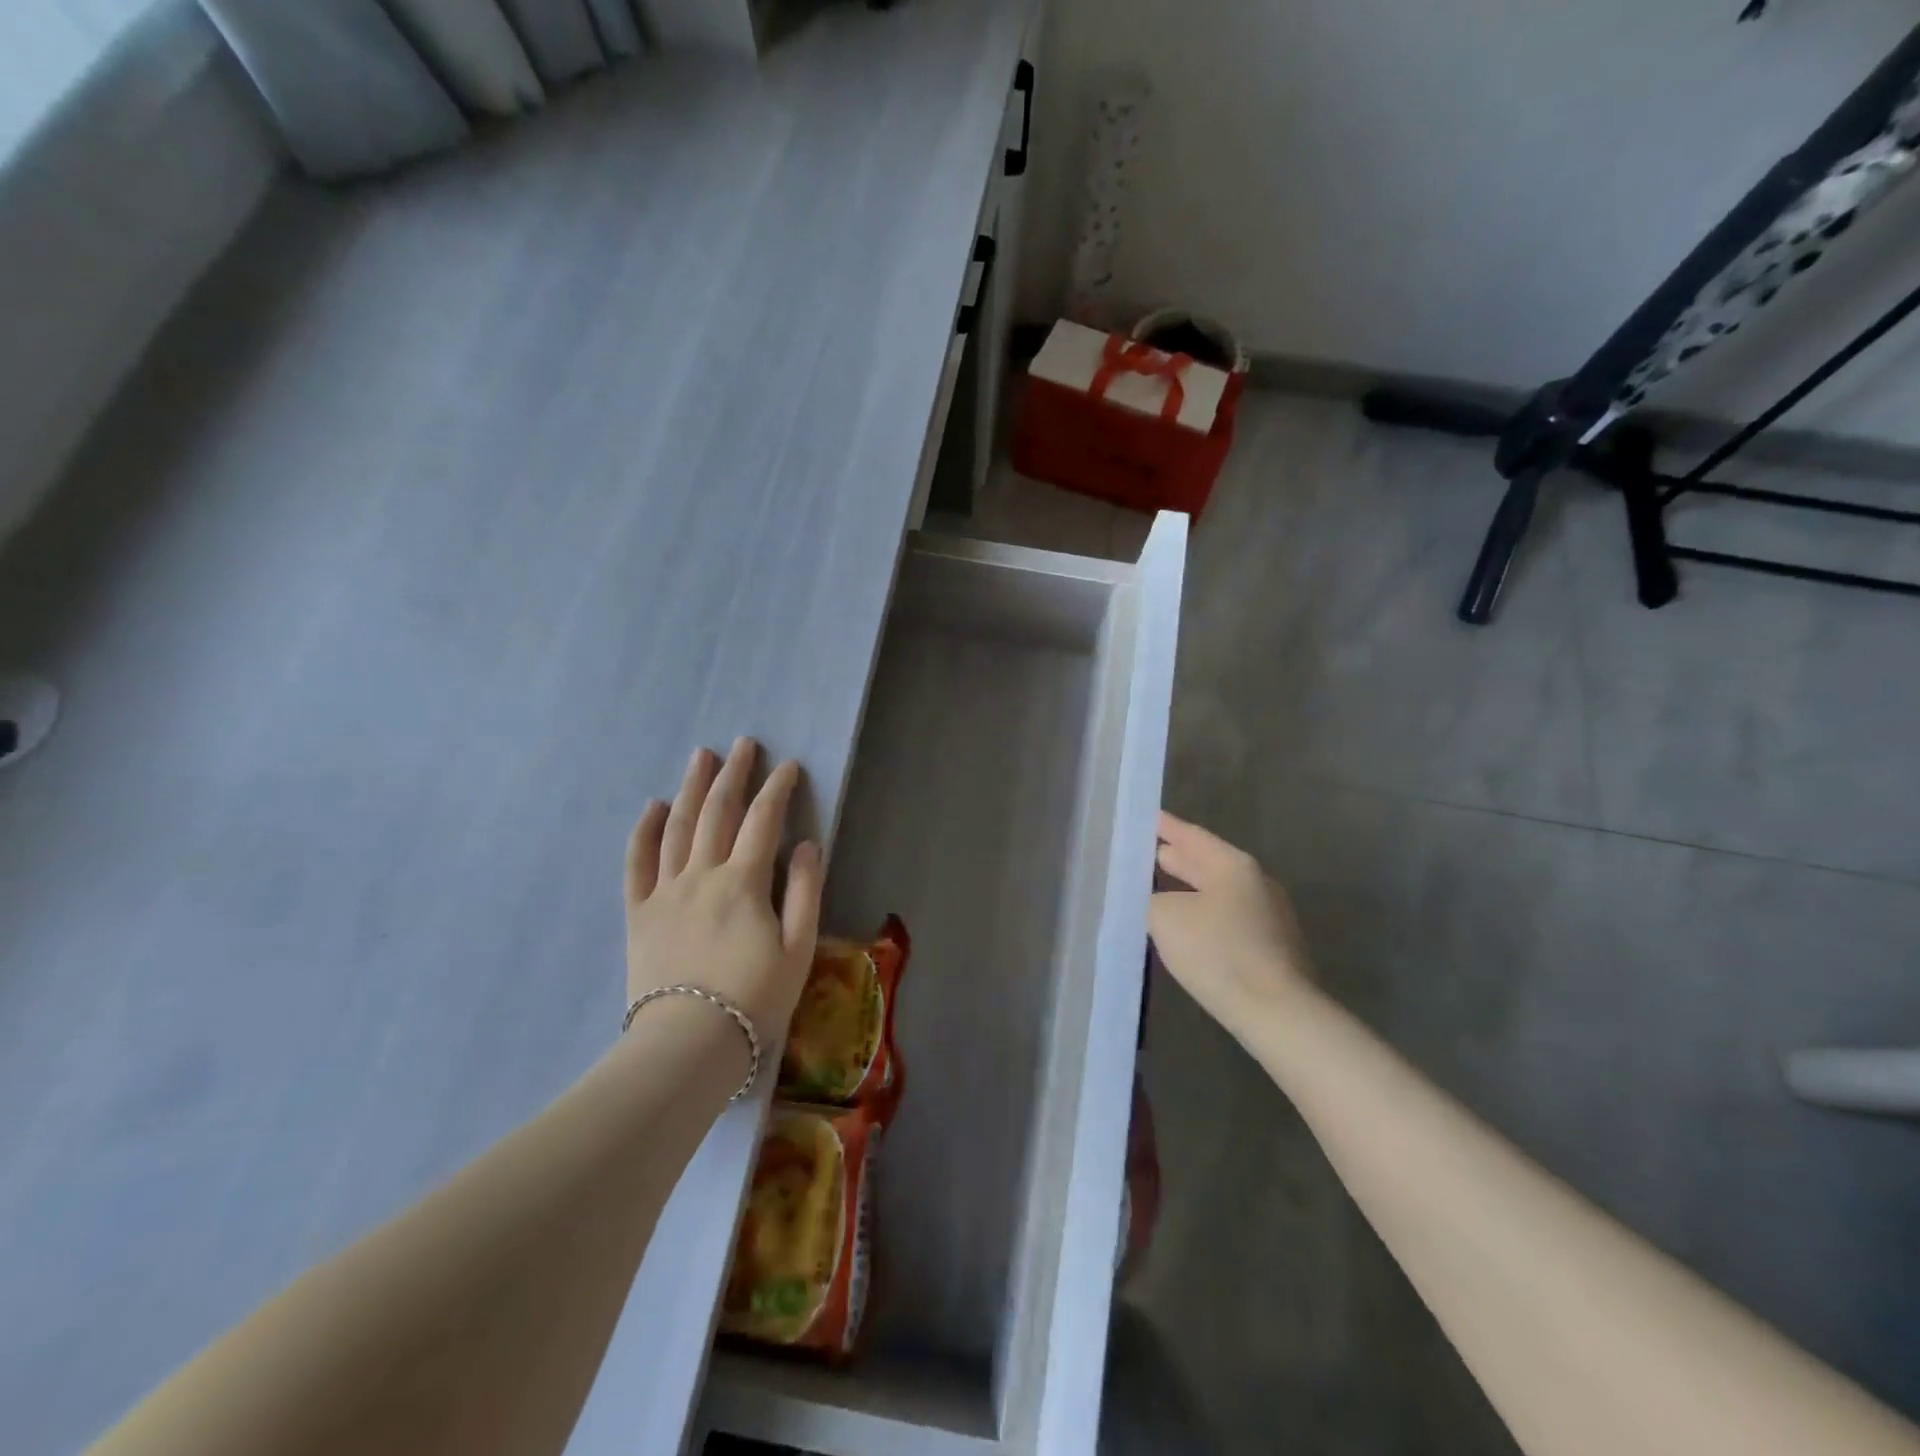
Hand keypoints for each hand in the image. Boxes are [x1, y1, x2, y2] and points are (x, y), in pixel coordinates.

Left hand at [625, 739, 824, 1037]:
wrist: (688, 1045)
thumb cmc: (754, 999)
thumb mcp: (799, 949)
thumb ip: (804, 891)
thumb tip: (805, 844)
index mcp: (743, 882)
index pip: (762, 820)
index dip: (778, 788)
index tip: (789, 764)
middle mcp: (702, 875)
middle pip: (717, 812)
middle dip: (733, 774)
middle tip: (742, 743)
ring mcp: (665, 891)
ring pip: (677, 827)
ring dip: (690, 788)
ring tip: (701, 758)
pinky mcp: (639, 913)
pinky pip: (637, 863)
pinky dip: (643, 831)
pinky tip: (651, 807)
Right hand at [1150, 812, 1317, 1043]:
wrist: (1277, 1012)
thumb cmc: (1218, 952)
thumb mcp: (1166, 917)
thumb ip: (1151, 899)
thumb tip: (1155, 900)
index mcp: (1234, 866)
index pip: (1193, 836)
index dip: (1167, 826)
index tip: (1148, 817)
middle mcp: (1256, 883)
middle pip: (1209, 863)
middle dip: (1179, 858)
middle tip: (1151, 850)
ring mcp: (1268, 917)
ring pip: (1219, 893)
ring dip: (1190, 889)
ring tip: (1161, 887)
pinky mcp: (1271, 949)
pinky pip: (1227, 919)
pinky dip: (1202, 914)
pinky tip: (1185, 927)